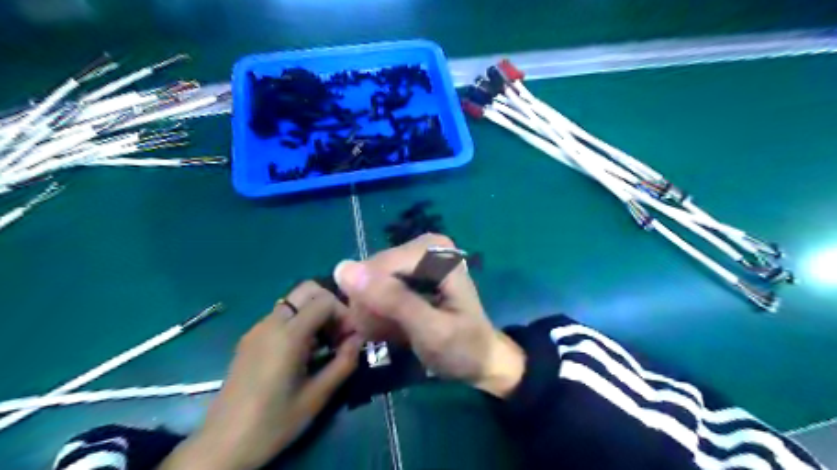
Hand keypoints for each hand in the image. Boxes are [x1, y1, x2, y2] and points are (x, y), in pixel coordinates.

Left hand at [160, 281, 362, 469]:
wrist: (222, 446)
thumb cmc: (273, 422)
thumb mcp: (317, 396)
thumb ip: (344, 362)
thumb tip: (359, 339)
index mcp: (287, 335)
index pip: (324, 300)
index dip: (344, 313)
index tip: (351, 338)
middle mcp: (270, 323)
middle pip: (307, 289)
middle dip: (330, 305)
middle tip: (338, 333)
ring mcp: (257, 329)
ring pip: (294, 301)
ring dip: (315, 314)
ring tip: (324, 345)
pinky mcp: (250, 339)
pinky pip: (281, 316)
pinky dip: (300, 322)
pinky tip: (303, 352)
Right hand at [337, 232, 521, 397]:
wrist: (480, 359)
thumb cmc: (463, 348)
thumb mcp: (430, 330)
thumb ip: (392, 300)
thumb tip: (342, 269)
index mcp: (433, 251)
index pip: (377, 267)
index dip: (370, 301)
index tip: (379, 332)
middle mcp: (422, 246)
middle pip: (371, 273)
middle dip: (373, 308)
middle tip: (389, 334)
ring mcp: (413, 258)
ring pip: (369, 282)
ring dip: (374, 313)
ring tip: (394, 333)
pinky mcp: (407, 272)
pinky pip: (375, 288)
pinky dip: (379, 313)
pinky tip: (393, 327)